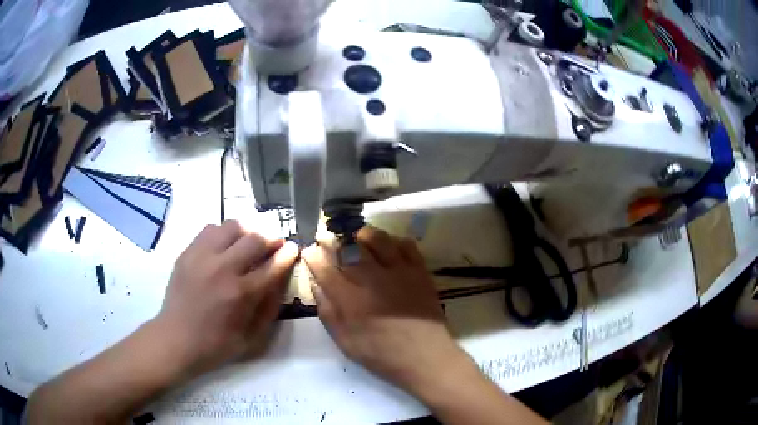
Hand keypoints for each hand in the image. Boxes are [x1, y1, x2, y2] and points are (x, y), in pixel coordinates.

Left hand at [155, 220, 297, 374]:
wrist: (176, 339)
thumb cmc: (217, 344)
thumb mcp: (253, 338)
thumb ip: (270, 308)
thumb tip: (281, 280)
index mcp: (241, 293)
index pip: (272, 264)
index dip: (287, 254)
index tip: (293, 248)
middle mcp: (223, 268)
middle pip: (255, 238)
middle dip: (271, 238)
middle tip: (275, 244)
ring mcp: (202, 257)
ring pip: (232, 226)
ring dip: (247, 231)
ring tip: (249, 242)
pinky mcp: (187, 252)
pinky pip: (210, 229)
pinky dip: (224, 233)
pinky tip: (225, 246)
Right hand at [303, 226, 470, 393]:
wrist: (424, 355)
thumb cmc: (380, 353)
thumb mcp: (344, 340)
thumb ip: (327, 310)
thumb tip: (316, 283)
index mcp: (348, 297)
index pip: (323, 266)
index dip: (313, 255)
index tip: (310, 251)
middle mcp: (371, 277)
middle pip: (346, 246)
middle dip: (332, 239)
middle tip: (328, 239)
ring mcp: (397, 270)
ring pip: (375, 237)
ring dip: (361, 235)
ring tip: (357, 239)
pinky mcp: (418, 270)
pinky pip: (404, 243)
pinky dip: (393, 241)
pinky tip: (388, 249)